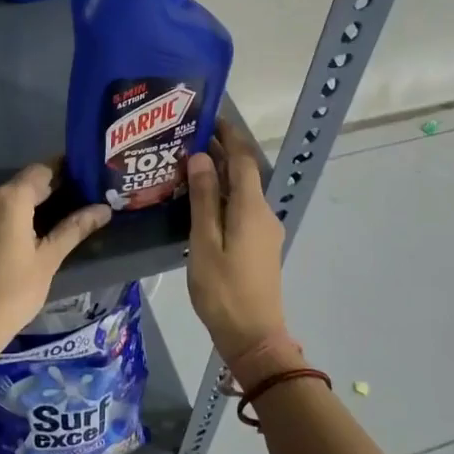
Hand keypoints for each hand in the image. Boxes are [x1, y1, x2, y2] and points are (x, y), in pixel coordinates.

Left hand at [0, 161, 111, 358]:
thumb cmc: (13, 291)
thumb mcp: (49, 259)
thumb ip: (75, 228)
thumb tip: (103, 209)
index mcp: (10, 198)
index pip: (43, 169)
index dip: (67, 170)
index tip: (91, 177)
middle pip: (27, 182)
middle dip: (56, 188)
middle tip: (88, 198)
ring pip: (13, 198)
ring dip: (38, 203)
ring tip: (71, 216)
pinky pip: (1, 213)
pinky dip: (21, 216)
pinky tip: (41, 232)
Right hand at [186, 121, 287, 375]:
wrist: (253, 336)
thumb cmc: (223, 290)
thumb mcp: (204, 243)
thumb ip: (202, 199)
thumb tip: (200, 157)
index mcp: (250, 208)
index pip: (242, 159)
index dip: (228, 135)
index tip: (208, 117)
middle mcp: (263, 212)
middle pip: (244, 172)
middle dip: (222, 152)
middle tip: (189, 139)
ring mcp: (265, 230)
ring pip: (242, 191)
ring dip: (220, 175)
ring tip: (189, 165)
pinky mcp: (260, 245)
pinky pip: (242, 208)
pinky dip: (223, 196)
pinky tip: (201, 201)